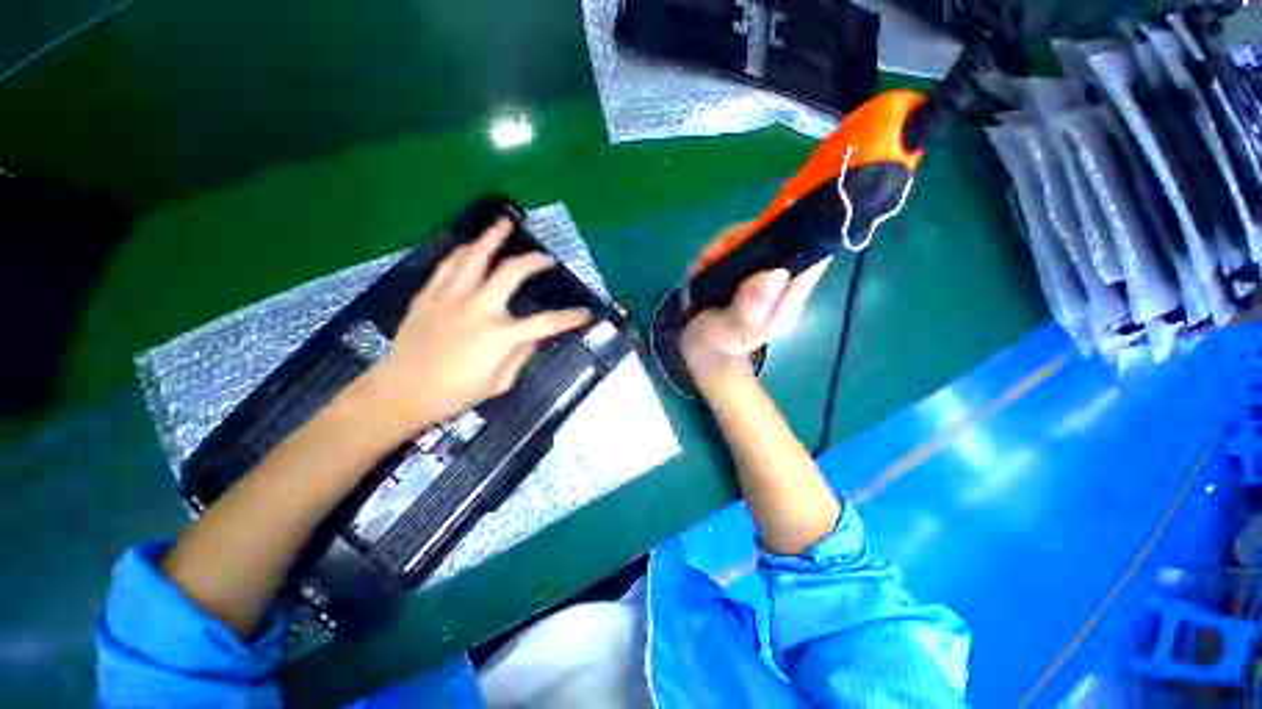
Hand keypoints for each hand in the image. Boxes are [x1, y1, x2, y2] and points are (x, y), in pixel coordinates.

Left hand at [358, 218, 590, 433]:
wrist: (403, 390)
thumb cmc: (456, 392)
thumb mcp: (500, 382)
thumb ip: (521, 355)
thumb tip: (533, 337)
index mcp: (500, 335)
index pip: (546, 322)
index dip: (570, 318)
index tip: (586, 313)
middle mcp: (479, 308)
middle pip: (512, 272)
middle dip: (534, 262)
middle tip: (547, 259)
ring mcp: (452, 297)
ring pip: (476, 256)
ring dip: (493, 238)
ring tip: (506, 223)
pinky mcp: (430, 294)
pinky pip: (449, 264)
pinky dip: (464, 252)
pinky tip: (472, 245)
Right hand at [681, 224, 829, 383]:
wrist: (700, 355)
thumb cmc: (716, 348)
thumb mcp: (729, 333)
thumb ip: (748, 310)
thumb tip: (776, 274)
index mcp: (788, 297)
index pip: (813, 254)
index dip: (799, 230)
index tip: (765, 228)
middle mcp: (780, 282)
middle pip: (778, 236)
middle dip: (744, 237)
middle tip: (713, 255)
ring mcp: (760, 275)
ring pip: (752, 238)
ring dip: (724, 245)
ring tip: (702, 265)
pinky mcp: (742, 272)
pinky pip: (734, 247)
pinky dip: (716, 251)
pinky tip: (701, 268)